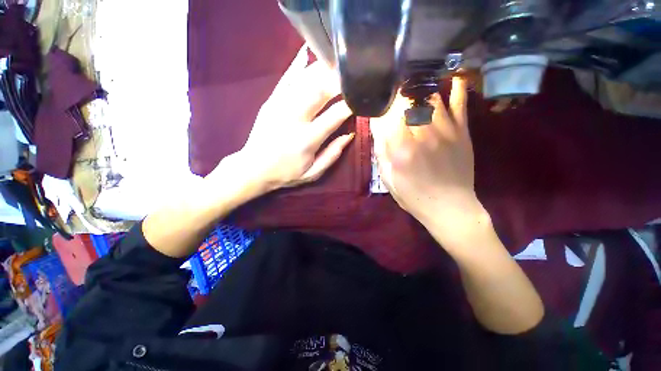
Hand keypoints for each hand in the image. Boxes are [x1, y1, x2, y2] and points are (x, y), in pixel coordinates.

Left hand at [216, 46, 353, 197]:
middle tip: (350, 73)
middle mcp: (295, 118)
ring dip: (322, 69)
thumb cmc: (286, 174)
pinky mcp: (270, 101)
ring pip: (304, 80)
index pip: (335, 115)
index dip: (350, 104)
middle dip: (338, 79)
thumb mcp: (313, 173)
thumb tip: (349, 135)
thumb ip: (332, 155)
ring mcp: (280, 106)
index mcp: (308, 139)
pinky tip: (307, 54)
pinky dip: (297, 66)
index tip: (360, 98)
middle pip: (320, 90)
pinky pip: (286, 79)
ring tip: (335, 62)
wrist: (253, 169)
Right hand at [371, 77, 486, 245]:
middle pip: (407, 102)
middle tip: (394, 91)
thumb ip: (381, 152)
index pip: (387, 115)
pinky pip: (459, 103)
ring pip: (430, 97)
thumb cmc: (413, 196)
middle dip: (397, 94)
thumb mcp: (388, 179)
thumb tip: (377, 127)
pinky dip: (456, 87)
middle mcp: (421, 134)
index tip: (378, 105)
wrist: (449, 207)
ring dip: (419, 89)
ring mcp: (444, 130)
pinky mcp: (461, 131)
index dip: (381, 106)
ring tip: (413, 85)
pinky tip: (451, 78)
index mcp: (400, 149)